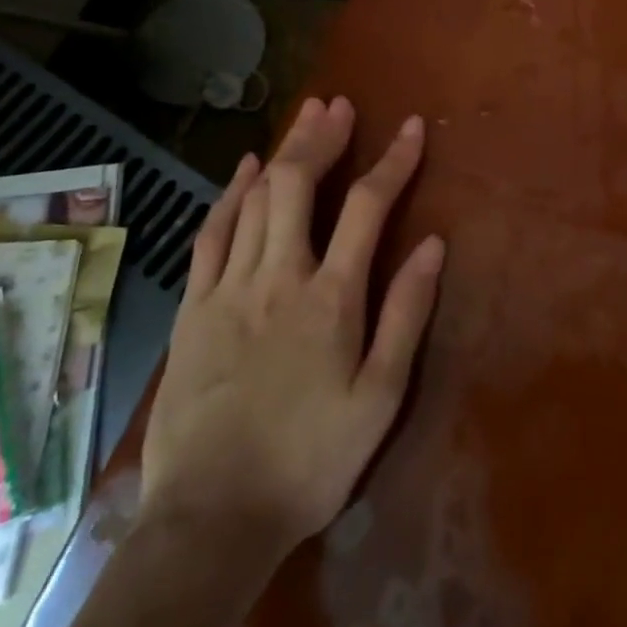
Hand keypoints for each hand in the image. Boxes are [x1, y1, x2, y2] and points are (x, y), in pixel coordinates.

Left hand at [140, 97, 444, 554]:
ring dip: (284, 151)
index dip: (393, 160)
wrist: (211, 520)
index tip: (410, 127)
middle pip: (300, 184)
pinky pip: (212, 233)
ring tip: (305, 117)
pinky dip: (231, 193)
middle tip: (340, 105)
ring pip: (256, 198)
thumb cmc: (310, 460)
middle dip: (323, 137)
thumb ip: (406, 314)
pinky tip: (244, 168)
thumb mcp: (380, 397)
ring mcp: (229, 288)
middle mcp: (279, 276)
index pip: (369, 206)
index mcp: (331, 297)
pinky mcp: (194, 307)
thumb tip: (433, 244)